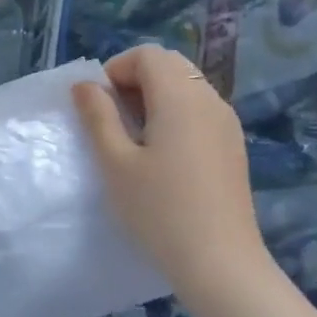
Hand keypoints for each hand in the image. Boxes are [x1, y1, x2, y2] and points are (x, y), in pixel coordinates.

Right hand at [72, 45, 271, 305]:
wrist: (219, 262)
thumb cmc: (158, 210)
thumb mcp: (114, 162)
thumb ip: (98, 116)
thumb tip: (84, 85)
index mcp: (180, 97)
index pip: (148, 54)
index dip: (116, 69)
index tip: (98, 106)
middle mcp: (209, 100)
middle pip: (170, 65)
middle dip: (134, 80)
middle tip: (112, 119)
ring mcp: (226, 123)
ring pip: (186, 86)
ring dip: (154, 97)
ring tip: (133, 139)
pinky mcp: (232, 145)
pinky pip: (199, 109)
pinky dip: (174, 114)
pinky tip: (161, 155)